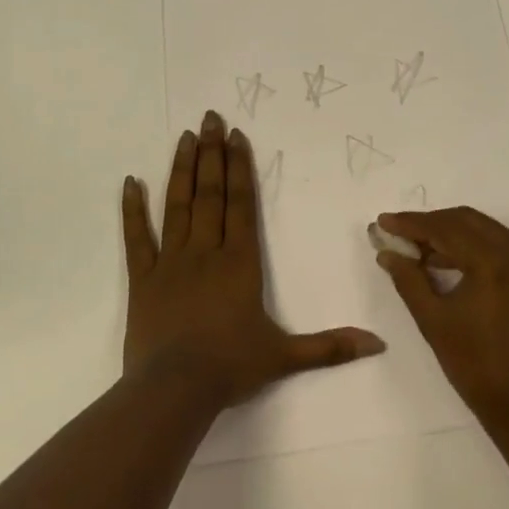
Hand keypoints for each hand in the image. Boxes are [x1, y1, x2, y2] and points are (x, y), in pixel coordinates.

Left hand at [123, 110, 385, 407]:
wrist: (174, 390)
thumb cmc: (231, 367)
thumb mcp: (286, 356)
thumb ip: (331, 347)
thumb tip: (379, 344)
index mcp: (239, 262)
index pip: (241, 204)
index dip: (240, 167)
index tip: (236, 136)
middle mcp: (206, 251)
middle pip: (210, 193)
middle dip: (212, 154)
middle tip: (210, 117)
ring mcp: (171, 262)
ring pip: (178, 205)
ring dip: (182, 169)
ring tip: (185, 137)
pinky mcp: (143, 279)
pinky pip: (137, 238)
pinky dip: (132, 210)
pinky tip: (129, 182)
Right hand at [374, 207, 508, 434]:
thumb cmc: (477, 368)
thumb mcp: (434, 321)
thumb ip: (408, 279)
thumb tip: (386, 251)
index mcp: (496, 263)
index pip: (447, 229)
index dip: (412, 224)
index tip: (383, 221)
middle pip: (467, 221)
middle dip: (430, 224)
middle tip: (397, 232)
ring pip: (484, 229)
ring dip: (449, 233)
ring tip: (415, 247)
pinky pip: (499, 245)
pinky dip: (471, 246)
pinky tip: (443, 260)